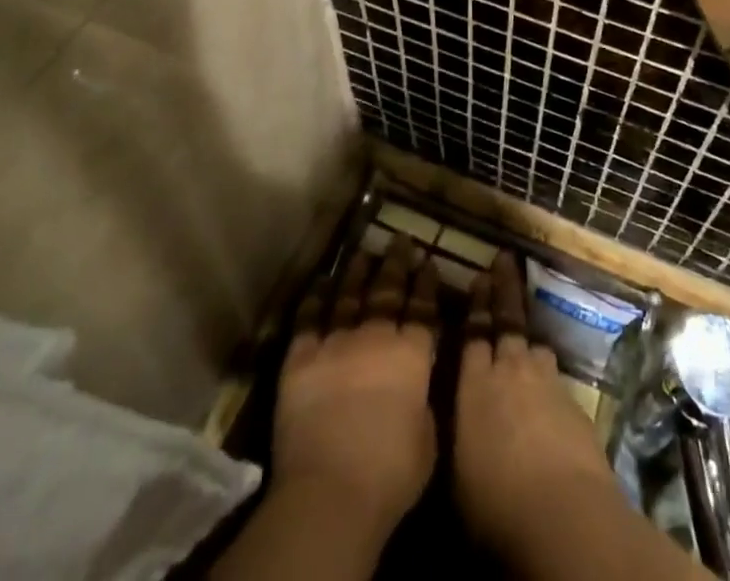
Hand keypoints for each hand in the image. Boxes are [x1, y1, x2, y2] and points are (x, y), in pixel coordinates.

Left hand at [270, 234, 440, 539]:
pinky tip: (321, 283)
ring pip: (349, 295)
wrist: (331, 490)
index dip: (425, 283)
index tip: (427, 261)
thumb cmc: (390, 475)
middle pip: (387, 290)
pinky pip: (309, 319)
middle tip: (399, 239)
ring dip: (357, 272)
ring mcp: (336, 343)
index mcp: (412, 355)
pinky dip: (315, 299)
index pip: (422, 308)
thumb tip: (417, 388)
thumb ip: (423, 404)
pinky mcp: (301, 358)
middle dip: (395, 263)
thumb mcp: (428, 440)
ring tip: (364, 252)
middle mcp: (376, 337)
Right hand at [453, 253, 621, 552]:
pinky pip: (554, 376)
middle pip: (507, 320)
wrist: (563, 511)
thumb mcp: (457, 472)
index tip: (478, 278)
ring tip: (524, 327)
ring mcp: (546, 382)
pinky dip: (546, 373)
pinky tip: (545, 385)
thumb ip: (455, 433)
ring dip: (527, 334)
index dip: (476, 305)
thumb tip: (451, 421)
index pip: (473, 333)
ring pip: (534, 345)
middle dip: (504, 289)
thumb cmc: (495, 502)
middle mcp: (511, 370)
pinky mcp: (573, 403)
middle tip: (504, 259)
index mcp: (475, 384)